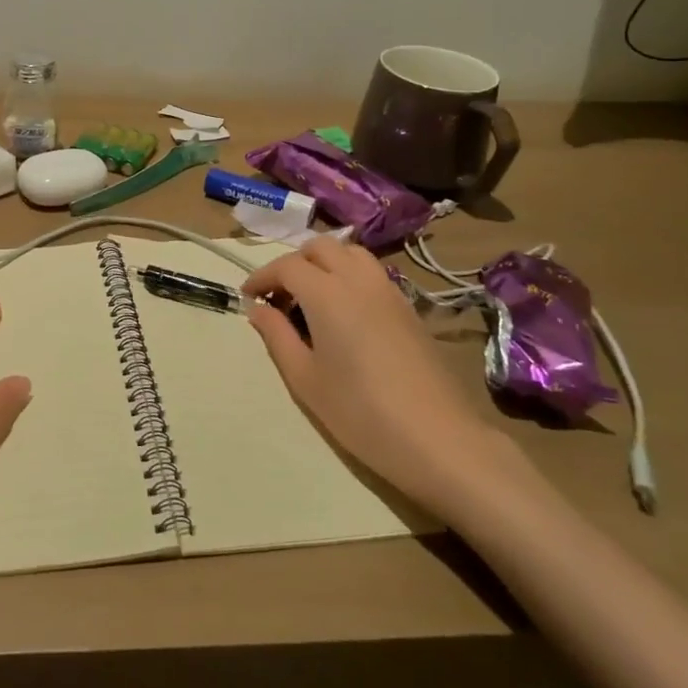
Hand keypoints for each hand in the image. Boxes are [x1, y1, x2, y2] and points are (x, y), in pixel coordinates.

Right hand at [242, 238, 506, 518]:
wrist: (439, 439)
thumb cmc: (361, 413)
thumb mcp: (305, 380)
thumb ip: (277, 336)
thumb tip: (258, 309)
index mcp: (327, 293)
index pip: (286, 266)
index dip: (262, 277)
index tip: (248, 298)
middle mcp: (358, 279)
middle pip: (319, 248)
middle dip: (293, 263)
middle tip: (280, 297)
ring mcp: (388, 290)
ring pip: (350, 253)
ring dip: (324, 263)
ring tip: (312, 299)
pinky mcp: (409, 307)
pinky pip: (371, 273)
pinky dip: (349, 276)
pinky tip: (345, 314)